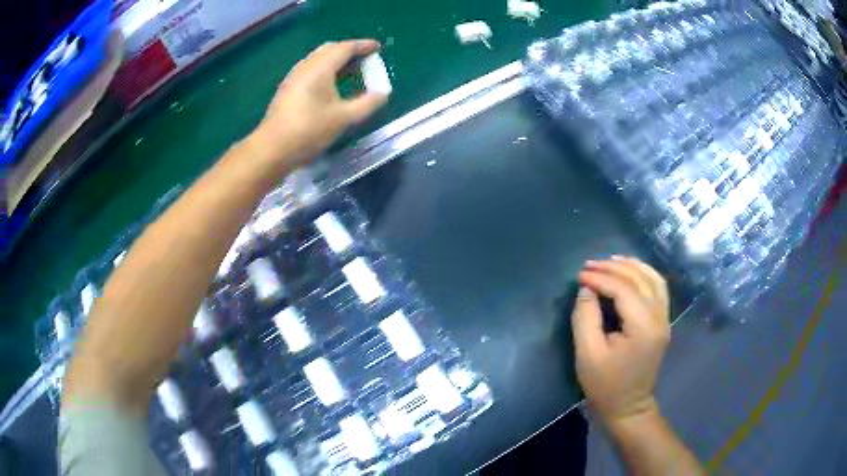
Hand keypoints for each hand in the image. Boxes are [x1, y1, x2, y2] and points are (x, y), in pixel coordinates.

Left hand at [250, 39, 388, 167]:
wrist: (272, 149)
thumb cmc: (309, 131)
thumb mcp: (344, 118)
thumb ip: (367, 104)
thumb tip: (383, 94)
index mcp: (320, 68)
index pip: (345, 48)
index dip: (363, 46)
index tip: (378, 47)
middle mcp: (305, 66)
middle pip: (330, 49)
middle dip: (349, 50)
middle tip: (365, 59)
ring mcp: (293, 77)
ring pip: (318, 59)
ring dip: (336, 60)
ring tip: (351, 71)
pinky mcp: (287, 89)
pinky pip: (310, 69)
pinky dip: (325, 69)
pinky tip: (330, 85)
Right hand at [571, 256, 669, 427]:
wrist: (628, 408)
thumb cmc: (606, 385)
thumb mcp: (587, 354)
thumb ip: (585, 318)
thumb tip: (586, 289)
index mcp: (643, 327)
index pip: (623, 290)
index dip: (600, 278)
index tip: (579, 275)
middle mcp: (659, 318)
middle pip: (639, 280)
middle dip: (613, 268)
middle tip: (589, 265)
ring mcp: (664, 319)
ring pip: (653, 279)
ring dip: (632, 266)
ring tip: (610, 261)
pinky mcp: (663, 322)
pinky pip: (658, 288)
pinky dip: (644, 274)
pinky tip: (630, 272)